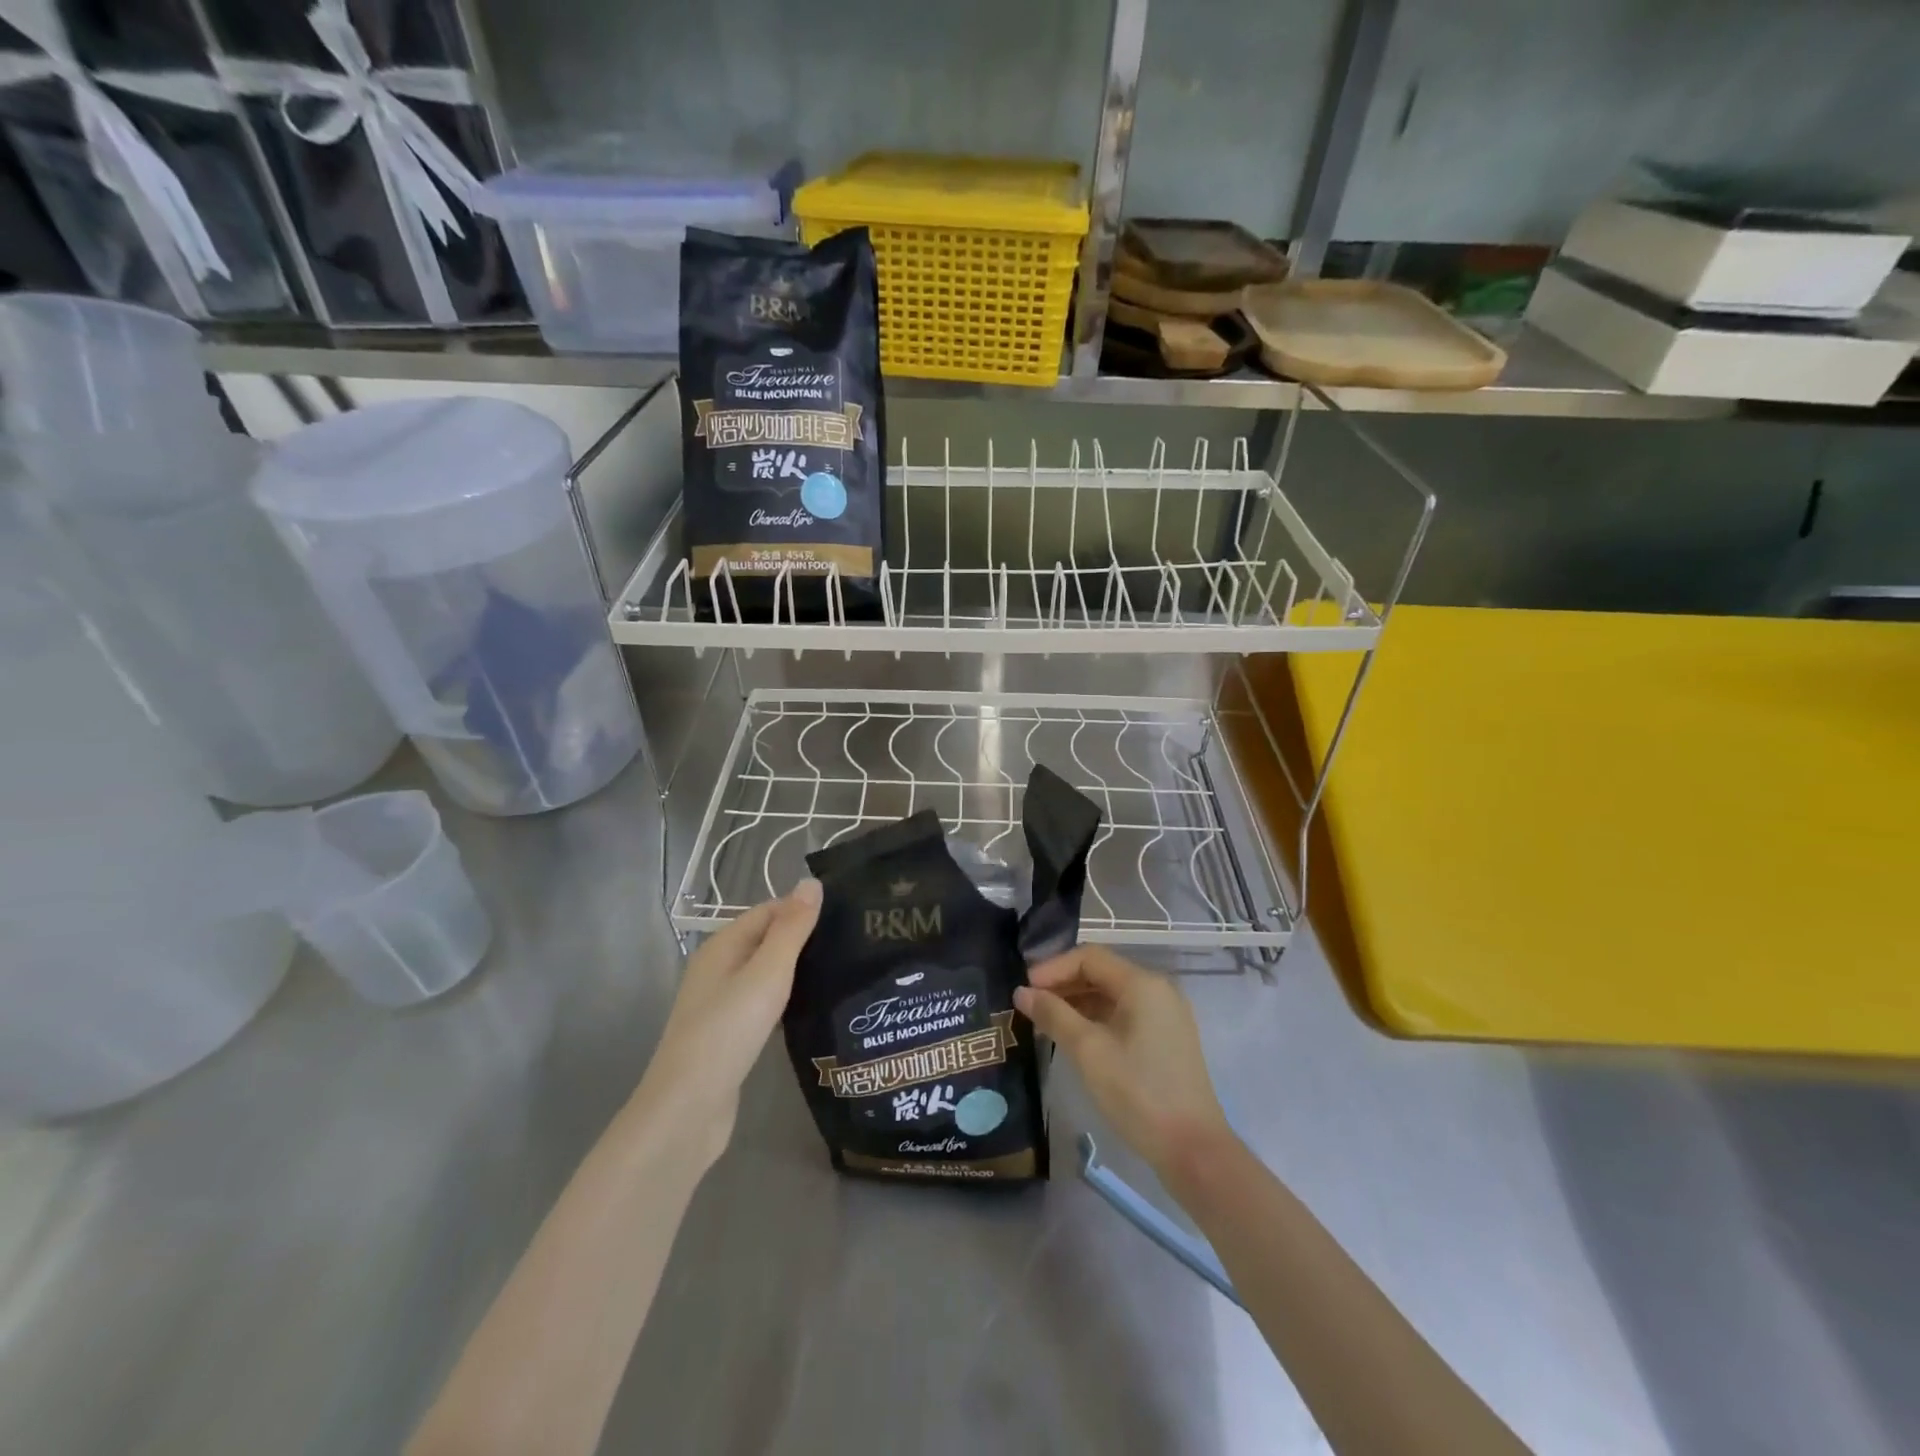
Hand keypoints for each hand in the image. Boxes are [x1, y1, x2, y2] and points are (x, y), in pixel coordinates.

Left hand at [636, 879, 821, 1162]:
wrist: (688, 1109)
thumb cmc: (728, 1031)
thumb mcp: (767, 973)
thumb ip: (791, 929)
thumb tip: (811, 882)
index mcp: (722, 946)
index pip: (768, 911)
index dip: (803, 909)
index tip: (847, 915)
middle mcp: (718, 969)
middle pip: (766, 940)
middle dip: (804, 939)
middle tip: (852, 943)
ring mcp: (721, 1004)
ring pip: (766, 973)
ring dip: (797, 970)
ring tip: (842, 971)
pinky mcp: (729, 1035)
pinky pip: (763, 1003)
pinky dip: (787, 999)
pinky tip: (813, 1008)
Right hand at [1014, 945, 1232, 1183]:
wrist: (1193, 1151)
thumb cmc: (1138, 1094)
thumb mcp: (1089, 1052)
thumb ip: (1054, 1015)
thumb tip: (1021, 992)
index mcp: (1143, 984)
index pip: (1089, 957)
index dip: (1052, 968)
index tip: (1024, 990)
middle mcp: (1157, 990)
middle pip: (1101, 972)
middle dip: (1063, 984)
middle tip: (1029, 1006)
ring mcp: (1164, 1014)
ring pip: (1111, 994)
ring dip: (1077, 1002)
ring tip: (1044, 1022)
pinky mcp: (1165, 1038)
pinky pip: (1123, 1014)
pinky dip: (1096, 1019)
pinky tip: (1073, 1037)